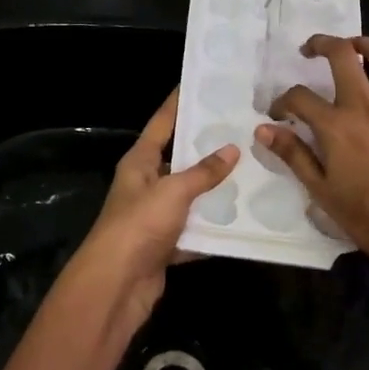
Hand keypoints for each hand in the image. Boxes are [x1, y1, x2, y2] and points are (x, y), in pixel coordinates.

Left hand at [62, 88, 238, 331]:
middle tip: (242, 130)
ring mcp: (154, 216)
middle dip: (207, 148)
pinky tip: (242, 220)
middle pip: (179, 159)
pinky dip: (214, 228)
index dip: (179, 103)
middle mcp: (145, 184)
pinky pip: (195, 230)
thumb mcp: (173, 191)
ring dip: (215, 190)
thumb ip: (203, 172)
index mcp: (139, 161)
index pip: (162, 122)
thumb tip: (232, 150)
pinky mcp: (165, 245)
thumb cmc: (139, 225)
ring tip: (252, 172)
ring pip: (190, 196)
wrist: (116, 285)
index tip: (202, 85)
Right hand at [255, 36, 368, 292]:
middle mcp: (366, 106)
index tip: (278, 114)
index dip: (282, 101)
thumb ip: (294, 156)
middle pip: (342, 55)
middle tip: (311, 49)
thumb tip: (263, 130)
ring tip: (353, 46)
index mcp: (336, 126)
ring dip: (366, 44)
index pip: (299, 97)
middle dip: (322, 44)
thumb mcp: (322, 193)